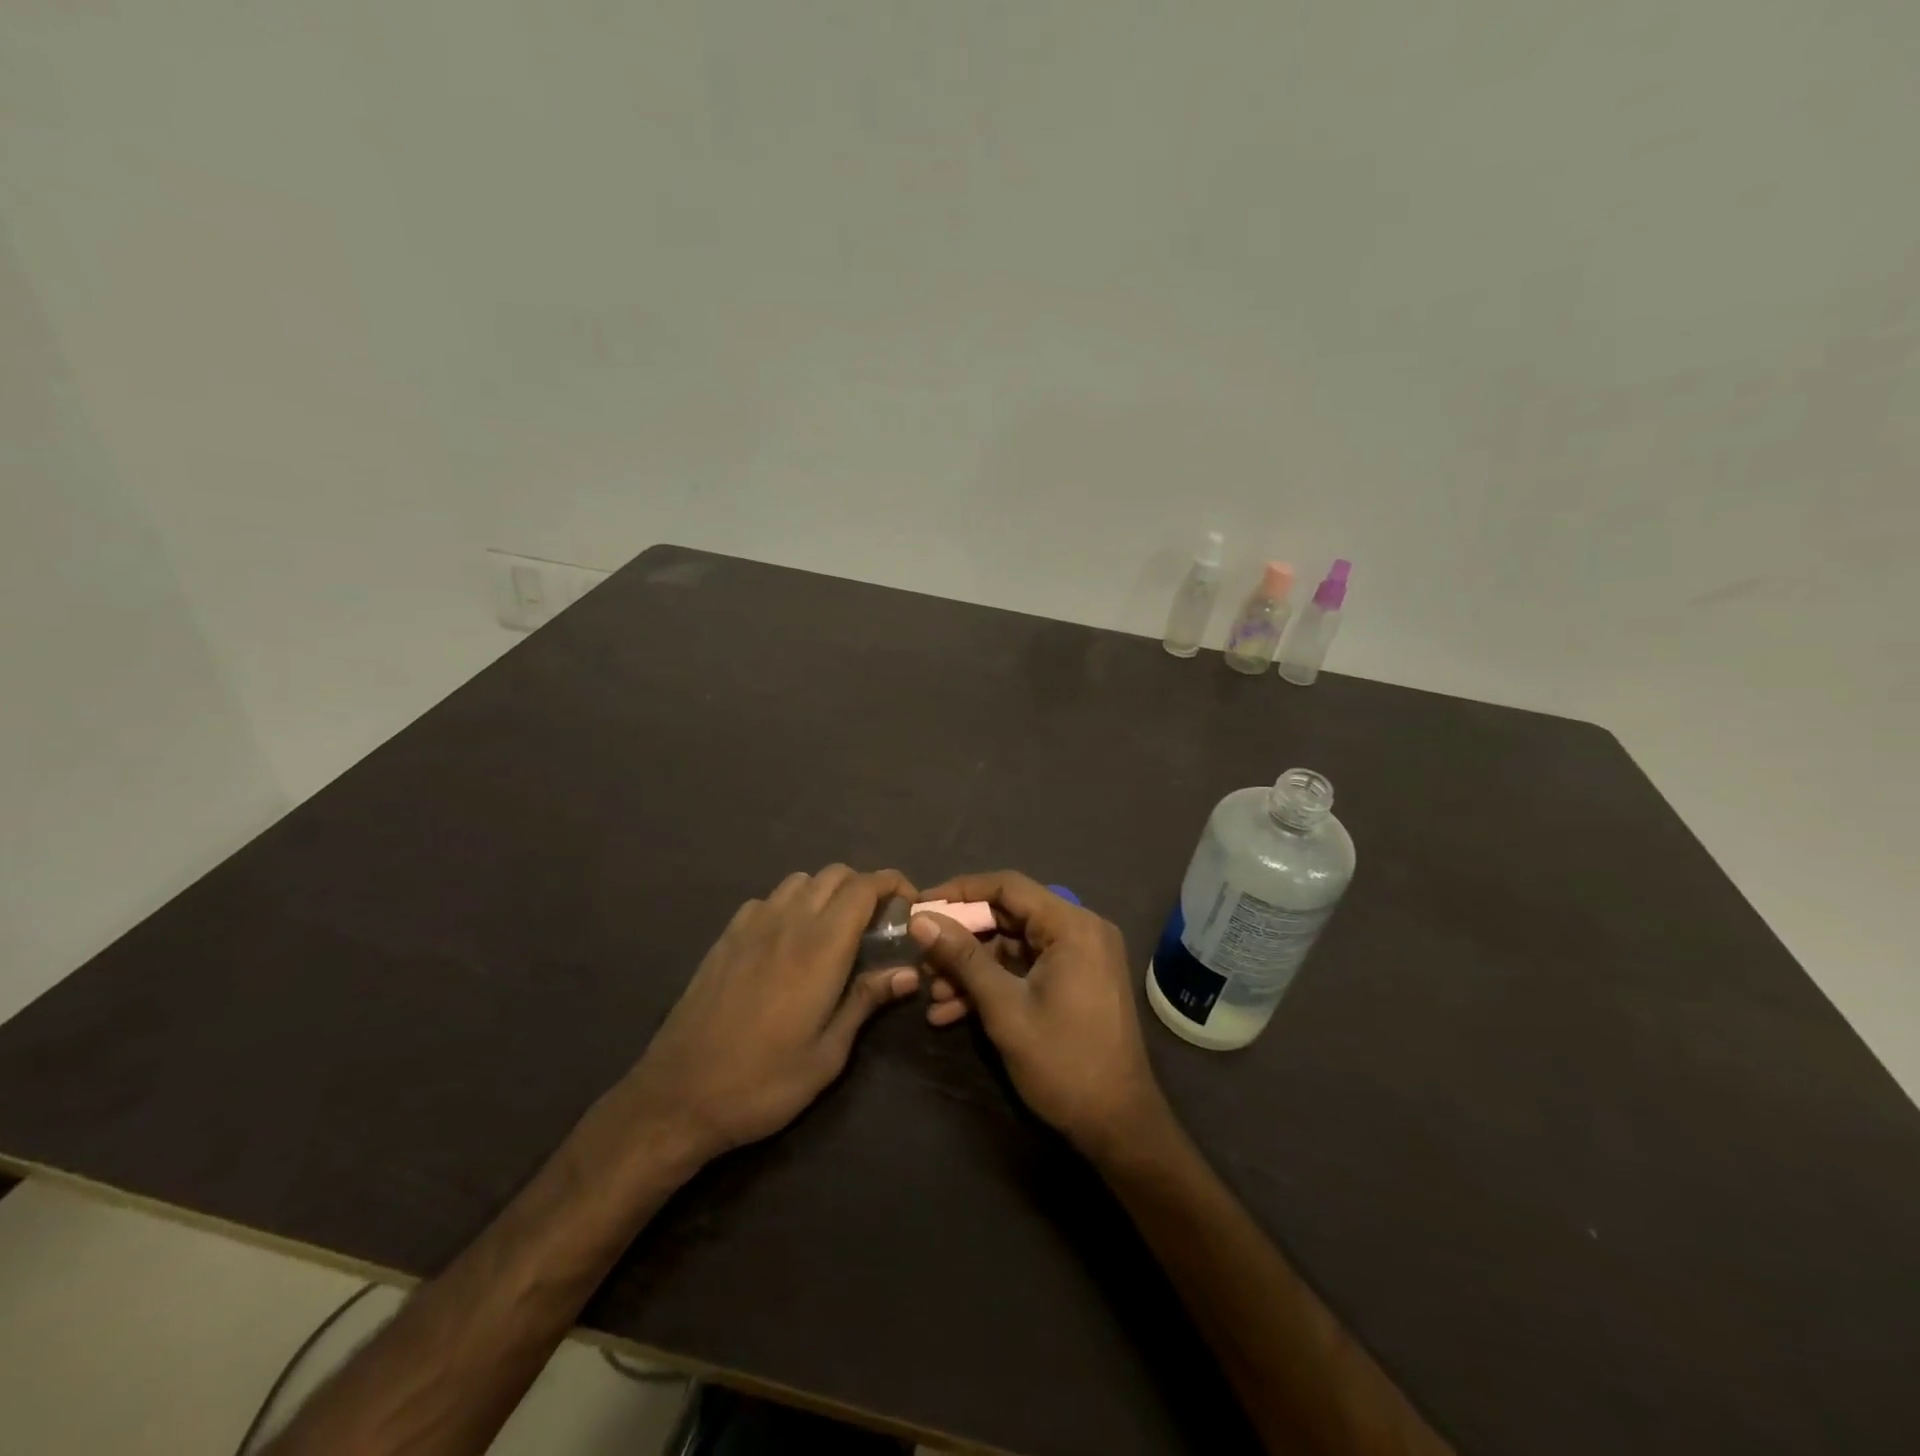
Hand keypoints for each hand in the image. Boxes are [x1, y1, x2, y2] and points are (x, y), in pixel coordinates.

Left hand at [621, 866, 919, 1167]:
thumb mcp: (828, 1054)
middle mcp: (788, 923)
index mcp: (820, 948)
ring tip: (835, 929)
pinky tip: (788, 940)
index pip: (864, 887)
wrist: (679, 1096)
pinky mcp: (725, 937)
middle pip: (835, 874)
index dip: (893, 884)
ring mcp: (751, 926)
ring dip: (826, 891)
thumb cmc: (763, 1082)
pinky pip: (767, 899)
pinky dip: (790, 904)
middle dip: (864, 886)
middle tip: (877, 923)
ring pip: (800, 881)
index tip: (910, 904)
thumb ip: (866, 1001)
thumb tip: (909, 972)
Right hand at [909, 871, 1168, 1159]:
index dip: (960, 892)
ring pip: (1013, 946)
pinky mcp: (1075, 982)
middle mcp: (1080, 930)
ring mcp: (1079, 958)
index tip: (921, 905)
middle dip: (962, 940)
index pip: (1007, 886)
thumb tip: (920, 920)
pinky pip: (1026, 969)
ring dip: (972, 968)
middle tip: (921, 956)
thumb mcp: (1004, 1008)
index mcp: (1072, 925)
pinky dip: (993, 985)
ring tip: (932, 993)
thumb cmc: (1063, 1061)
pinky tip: (952, 1012)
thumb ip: (962, 958)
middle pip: (1008, 916)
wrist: (1118, 1126)